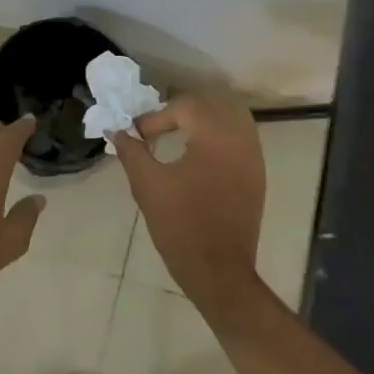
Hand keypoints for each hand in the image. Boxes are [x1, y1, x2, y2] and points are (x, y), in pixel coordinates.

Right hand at [111, 95, 266, 317]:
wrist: (218, 270)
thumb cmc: (180, 226)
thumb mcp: (148, 186)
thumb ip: (132, 151)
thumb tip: (117, 130)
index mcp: (215, 137)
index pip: (185, 106)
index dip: (156, 117)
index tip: (138, 137)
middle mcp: (241, 138)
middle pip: (213, 103)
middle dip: (182, 110)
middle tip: (158, 127)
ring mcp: (254, 156)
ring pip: (232, 117)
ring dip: (204, 118)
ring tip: (179, 134)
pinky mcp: (257, 174)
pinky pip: (242, 137)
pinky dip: (220, 134)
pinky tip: (199, 153)